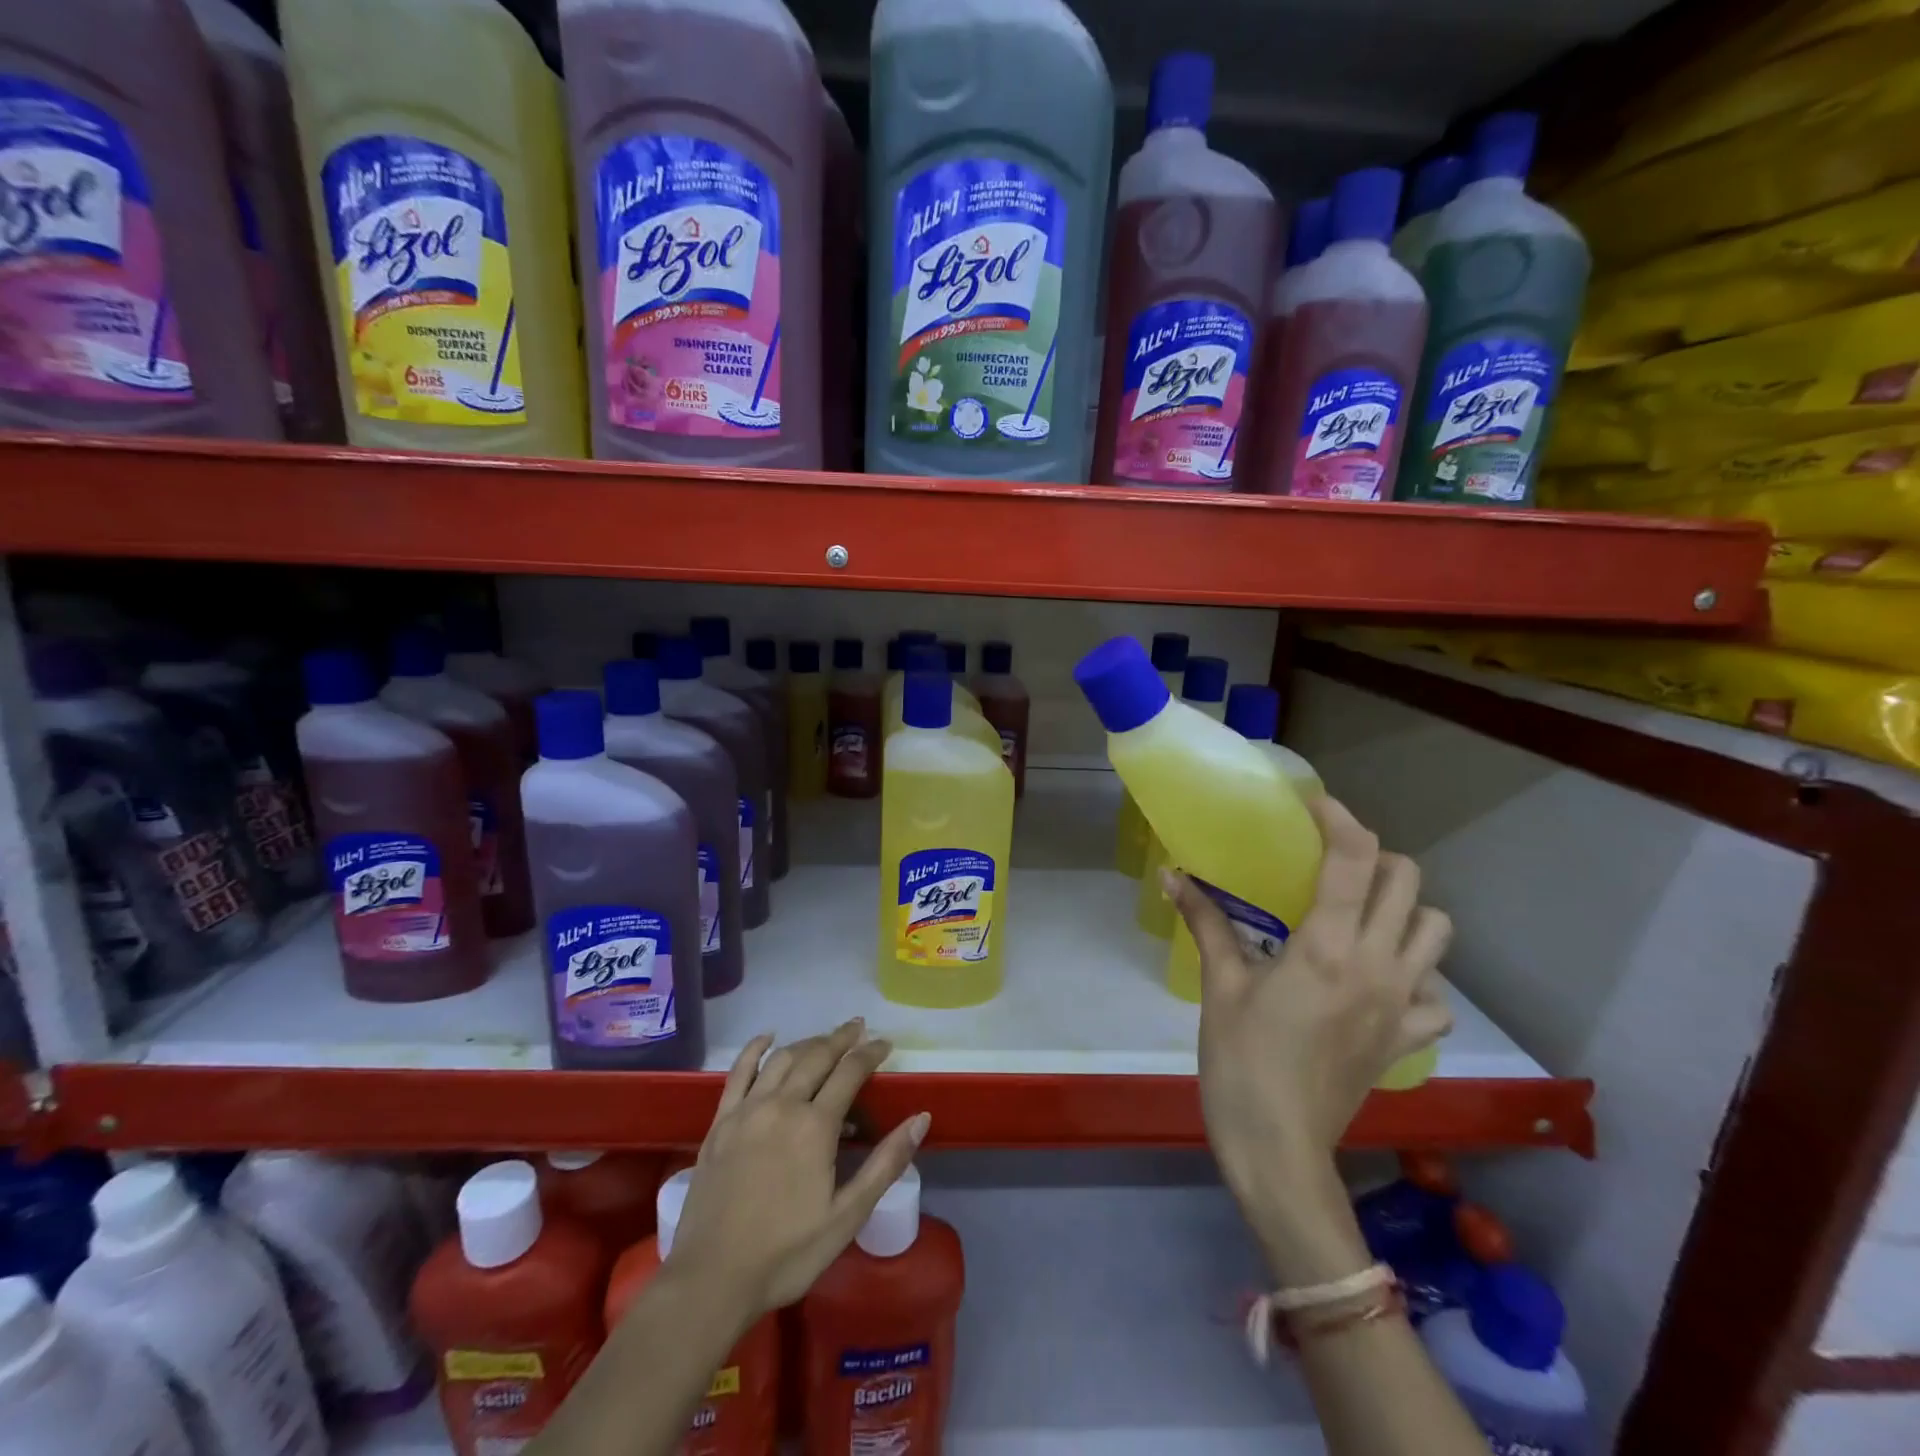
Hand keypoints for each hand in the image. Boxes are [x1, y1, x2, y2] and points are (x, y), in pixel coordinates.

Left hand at [666, 1020, 928, 1319]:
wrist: (711, 1280)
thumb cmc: (787, 1253)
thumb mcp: (847, 1216)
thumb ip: (885, 1163)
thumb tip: (921, 1118)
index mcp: (815, 1126)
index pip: (850, 1072)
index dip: (871, 1053)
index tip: (886, 1043)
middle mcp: (782, 1105)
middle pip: (817, 1056)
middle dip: (842, 1038)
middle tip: (859, 1028)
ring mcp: (747, 1110)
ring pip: (782, 1059)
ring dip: (808, 1043)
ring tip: (825, 1040)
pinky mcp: (721, 1122)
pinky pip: (739, 1072)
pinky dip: (755, 1049)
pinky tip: (767, 1038)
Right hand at [1164, 797, 1451, 1273]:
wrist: (1278, 1146)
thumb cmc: (1241, 1059)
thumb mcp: (1221, 985)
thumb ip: (1205, 922)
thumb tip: (1172, 874)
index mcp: (1327, 946)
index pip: (1354, 860)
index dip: (1339, 820)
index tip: (1314, 806)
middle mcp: (1378, 965)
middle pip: (1407, 882)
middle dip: (1375, 857)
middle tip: (1333, 864)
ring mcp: (1402, 1004)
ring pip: (1437, 931)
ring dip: (1406, 909)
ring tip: (1364, 915)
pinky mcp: (1407, 1039)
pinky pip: (1437, 995)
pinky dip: (1418, 975)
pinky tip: (1381, 981)